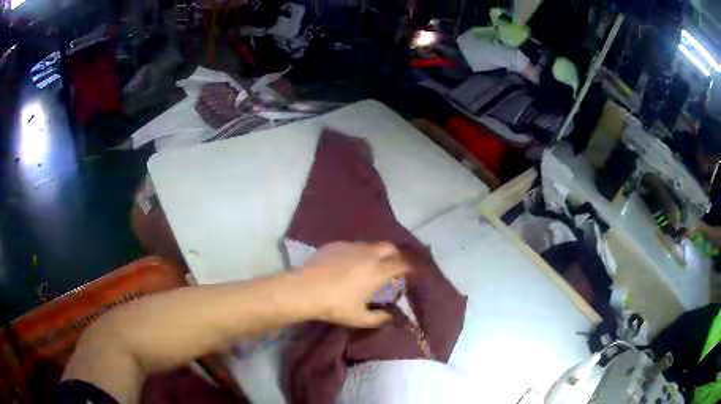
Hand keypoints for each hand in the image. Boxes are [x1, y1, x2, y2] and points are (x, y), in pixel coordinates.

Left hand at [296, 242, 409, 327]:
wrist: (305, 289)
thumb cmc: (335, 306)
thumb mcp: (360, 318)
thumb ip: (380, 318)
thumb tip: (391, 317)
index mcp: (378, 271)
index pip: (402, 264)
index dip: (410, 268)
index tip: (411, 274)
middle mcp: (368, 254)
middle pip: (390, 248)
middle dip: (396, 256)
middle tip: (394, 268)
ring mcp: (351, 246)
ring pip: (372, 245)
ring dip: (377, 253)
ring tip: (372, 266)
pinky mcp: (336, 244)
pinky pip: (354, 246)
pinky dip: (359, 253)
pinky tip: (350, 264)